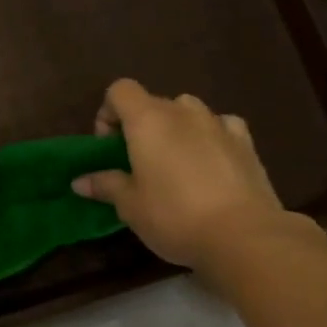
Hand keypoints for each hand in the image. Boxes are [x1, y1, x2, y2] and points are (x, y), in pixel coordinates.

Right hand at [72, 78, 296, 270]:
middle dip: (140, 126)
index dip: (109, 113)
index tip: (110, 147)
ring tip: (175, 164)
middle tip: (137, 163)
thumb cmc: (174, 216)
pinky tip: (211, 163)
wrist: (244, 236)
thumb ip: (106, 185)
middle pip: (153, 102)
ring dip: (176, 128)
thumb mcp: (130, 206)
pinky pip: (221, 126)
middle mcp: (183, 111)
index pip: (120, 90)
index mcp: (148, 120)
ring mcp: (218, 123)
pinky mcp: (246, 142)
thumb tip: (80, 181)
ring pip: (188, 111)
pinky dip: (211, 136)